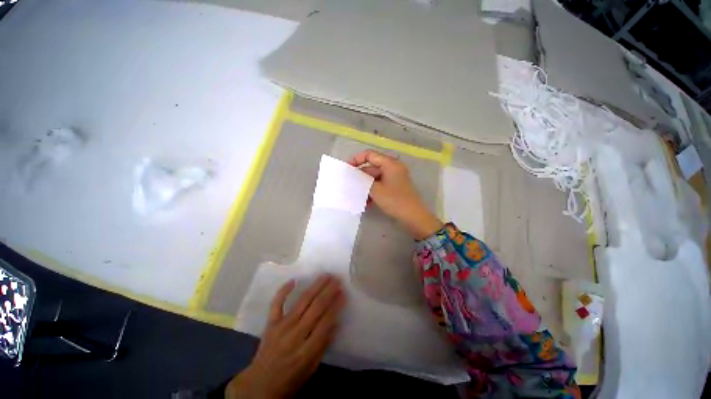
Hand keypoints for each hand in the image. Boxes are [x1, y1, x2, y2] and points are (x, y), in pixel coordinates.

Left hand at [226, 274, 345, 398]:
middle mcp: (295, 335)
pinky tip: (293, 280)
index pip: (325, 323)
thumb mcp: (311, 368)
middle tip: (337, 279)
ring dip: (315, 287)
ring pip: (302, 302)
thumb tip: (336, 322)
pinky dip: (283, 291)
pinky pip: (276, 304)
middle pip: (315, 308)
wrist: (260, 385)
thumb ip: (323, 345)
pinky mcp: (270, 323)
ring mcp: (281, 327)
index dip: (336, 306)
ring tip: (325, 276)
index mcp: (306, 351)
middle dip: (328, 292)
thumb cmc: (290, 378)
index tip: (343, 293)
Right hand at [349, 150, 442, 239]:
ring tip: (356, 196)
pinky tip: (366, 202)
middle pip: (372, 167)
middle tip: (349, 185)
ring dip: (365, 186)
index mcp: (390, 163)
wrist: (413, 217)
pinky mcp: (394, 187)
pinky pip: (380, 185)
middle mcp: (392, 168)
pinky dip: (372, 192)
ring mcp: (394, 178)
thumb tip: (352, 176)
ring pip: (375, 178)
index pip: (369, 154)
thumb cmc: (395, 200)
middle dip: (360, 177)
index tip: (347, 169)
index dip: (356, 159)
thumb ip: (362, 181)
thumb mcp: (375, 190)